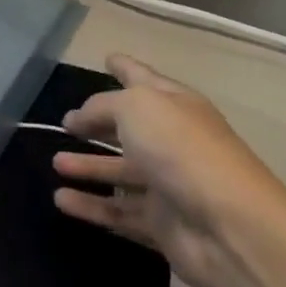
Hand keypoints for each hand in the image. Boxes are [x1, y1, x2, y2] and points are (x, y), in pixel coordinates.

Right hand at [51, 54, 285, 286]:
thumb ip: (102, 106)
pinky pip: (119, 213)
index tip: (106, 58)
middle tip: (66, 123)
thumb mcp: (135, 108)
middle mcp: (172, 141)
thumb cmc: (181, 150)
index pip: (142, 78)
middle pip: (130, 127)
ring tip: (55, 162)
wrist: (230, 228)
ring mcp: (169, 185)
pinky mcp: (162, 226)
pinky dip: (91, 207)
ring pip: (121, 171)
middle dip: (99, 123)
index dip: (124, 67)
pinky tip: (61, 200)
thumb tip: (81, 117)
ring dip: (89, 166)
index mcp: (174, 104)